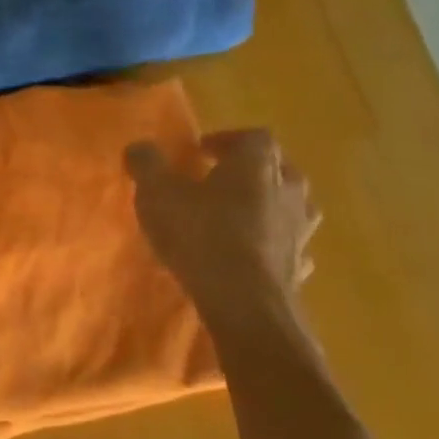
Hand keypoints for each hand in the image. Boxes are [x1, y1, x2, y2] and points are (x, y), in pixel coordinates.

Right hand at [125, 129, 319, 320]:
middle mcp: (287, 191)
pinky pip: (291, 246)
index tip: (201, 152)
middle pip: (280, 169)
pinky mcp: (300, 266)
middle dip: (252, 172)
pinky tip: (255, 254)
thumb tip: (139, 147)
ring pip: (292, 207)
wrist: (243, 301)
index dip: (228, 140)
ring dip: (270, 206)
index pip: (254, 137)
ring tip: (240, 217)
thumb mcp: (157, 193)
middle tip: (221, 181)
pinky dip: (274, 244)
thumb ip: (147, 165)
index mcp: (256, 166)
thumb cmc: (200, 235)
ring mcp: (300, 231)